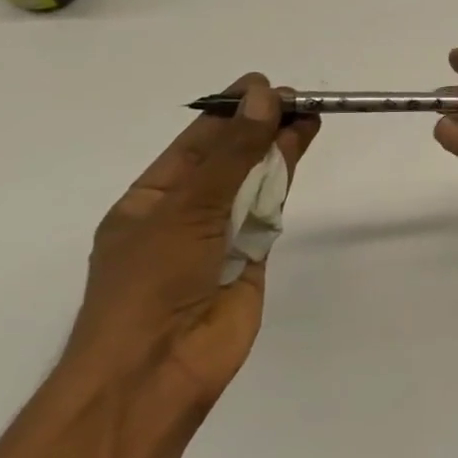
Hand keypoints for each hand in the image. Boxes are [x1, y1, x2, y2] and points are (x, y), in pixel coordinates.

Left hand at [66, 74, 318, 407]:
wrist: (157, 371)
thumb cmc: (150, 284)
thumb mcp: (187, 207)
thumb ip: (233, 153)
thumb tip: (265, 96)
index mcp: (149, 202)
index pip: (193, 145)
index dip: (228, 113)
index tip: (264, 86)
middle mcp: (184, 215)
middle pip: (228, 161)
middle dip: (258, 129)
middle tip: (297, 99)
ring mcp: (219, 238)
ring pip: (253, 183)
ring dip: (277, 150)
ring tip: (308, 117)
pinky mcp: (252, 258)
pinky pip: (269, 212)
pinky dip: (284, 183)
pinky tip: (299, 154)